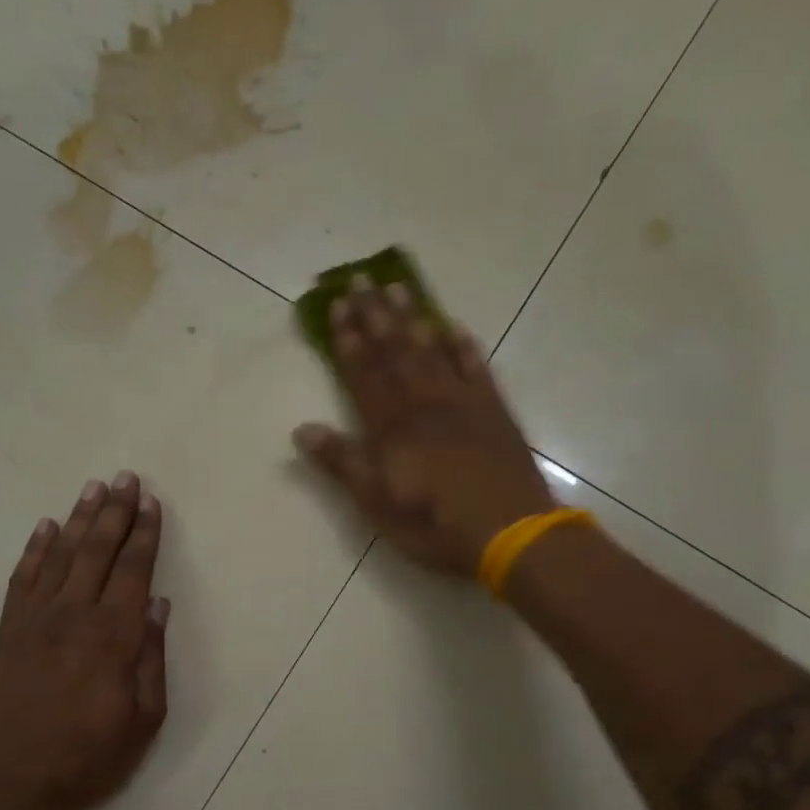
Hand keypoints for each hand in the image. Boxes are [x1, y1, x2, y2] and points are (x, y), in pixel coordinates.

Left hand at [0, 473, 168, 809]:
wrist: (13, 783)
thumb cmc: (89, 756)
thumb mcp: (144, 718)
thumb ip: (151, 658)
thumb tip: (157, 606)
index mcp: (113, 637)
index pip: (133, 571)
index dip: (144, 534)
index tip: (151, 504)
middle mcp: (73, 616)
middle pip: (97, 551)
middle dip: (115, 512)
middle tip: (126, 478)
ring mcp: (34, 620)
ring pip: (60, 556)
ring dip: (78, 519)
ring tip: (93, 488)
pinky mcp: (6, 632)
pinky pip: (21, 580)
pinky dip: (34, 550)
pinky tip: (45, 528)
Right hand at [292, 277, 555, 575]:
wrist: (508, 529)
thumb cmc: (433, 523)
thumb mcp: (376, 502)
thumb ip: (342, 462)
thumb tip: (301, 430)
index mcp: (391, 426)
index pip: (363, 374)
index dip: (348, 341)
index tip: (337, 307)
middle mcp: (424, 403)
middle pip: (395, 352)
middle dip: (375, 317)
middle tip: (361, 280)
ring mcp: (462, 403)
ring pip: (432, 351)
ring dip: (413, 319)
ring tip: (398, 288)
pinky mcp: (494, 411)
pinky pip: (476, 368)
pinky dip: (464, 346)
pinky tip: (454, 327)